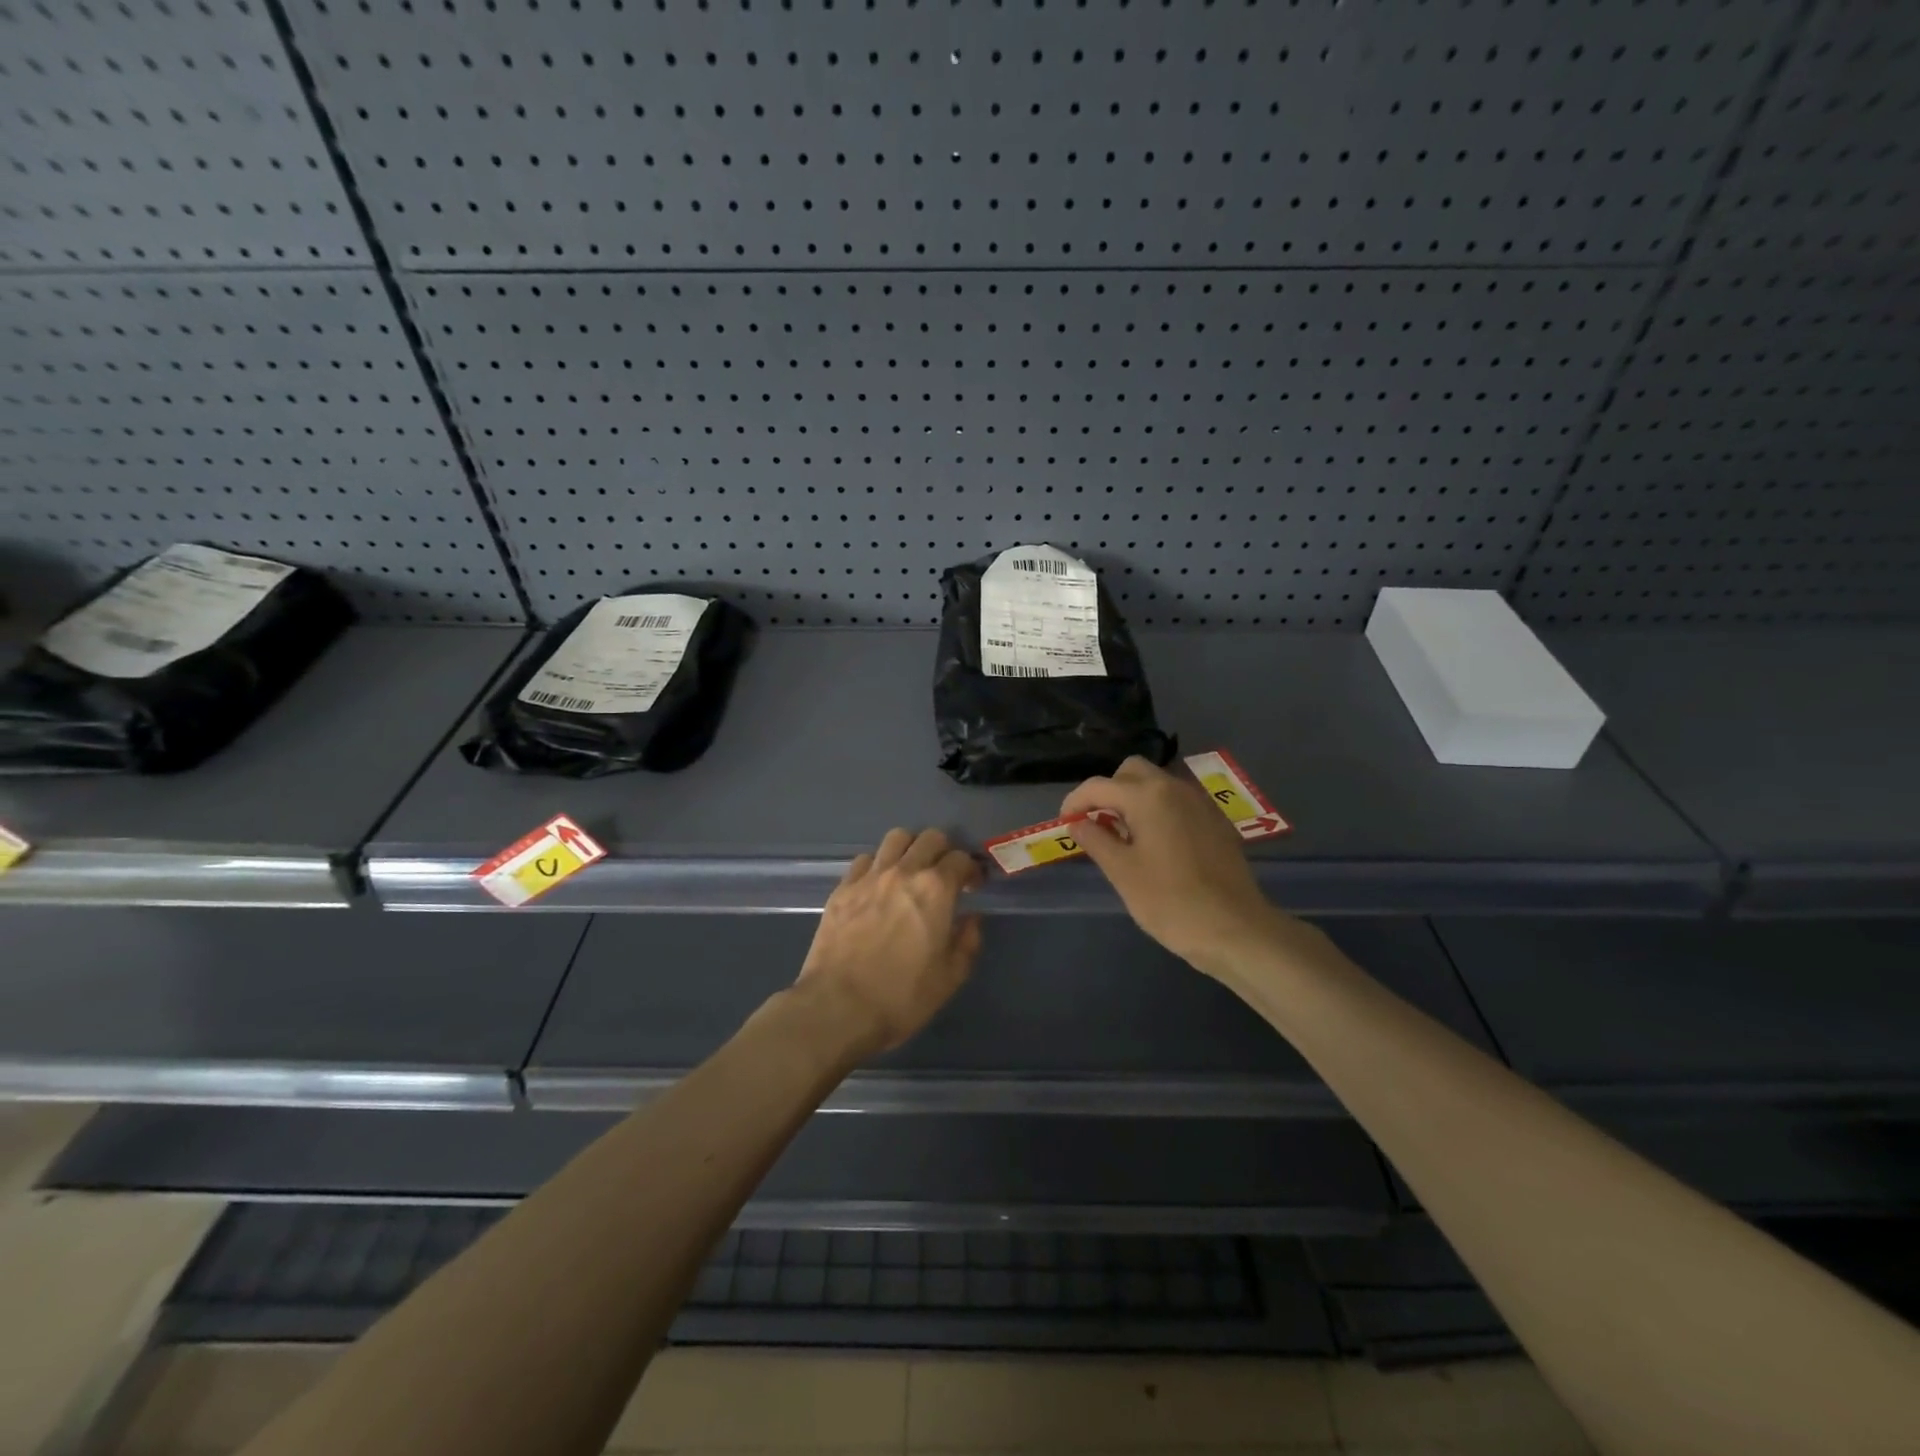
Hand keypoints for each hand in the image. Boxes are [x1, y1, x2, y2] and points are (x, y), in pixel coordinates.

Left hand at [793, 828, 982, 1057]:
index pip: (960, 859)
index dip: (971, 870)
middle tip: (944, 876)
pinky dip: (878, 865)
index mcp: (936, 889)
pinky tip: (878, 887)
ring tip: (910, 872)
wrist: (838, 1007)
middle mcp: (903, 872)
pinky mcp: (842, 888)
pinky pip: (865, 860)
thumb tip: (971, 919)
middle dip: (943, 851)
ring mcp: (869, 876)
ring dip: (910, 849)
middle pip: (929, 838)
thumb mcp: (950, 977)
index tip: (972, 886)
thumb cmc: (901, 996)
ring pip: (895, 838)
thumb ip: (967, 941)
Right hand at [1062, 756, 1285, 973]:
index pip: (1098, 786)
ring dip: (1134, 799)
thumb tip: (1077, 823)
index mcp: (1147, 796)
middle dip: (1108, 791)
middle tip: (1097, 824)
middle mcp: (1174, 788)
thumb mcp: (1122, 872)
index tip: (1065, 824)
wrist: (1235, 928)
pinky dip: (1159, 810)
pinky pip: (1178, 802)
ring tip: (1124, 836)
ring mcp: (1200, 803)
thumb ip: (1096, 840)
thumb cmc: (1170, 901)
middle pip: (1131, 772)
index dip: (1075, 802)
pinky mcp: (1216, 821)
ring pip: (1157, 784)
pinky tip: (1157, 845)